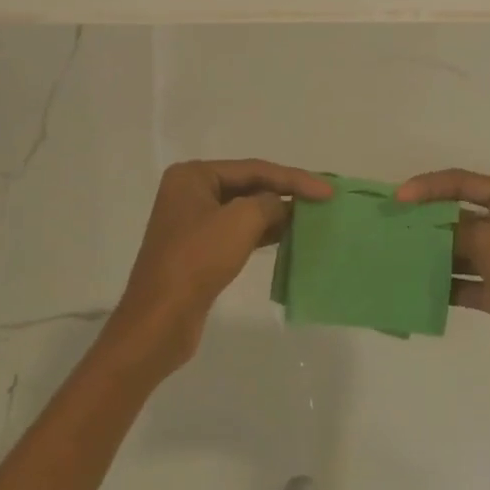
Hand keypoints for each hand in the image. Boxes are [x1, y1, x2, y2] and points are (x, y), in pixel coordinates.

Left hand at [103, 159, 332, 380]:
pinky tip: (290, 237)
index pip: (254, 169)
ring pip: (245, 210)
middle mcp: (191, 193)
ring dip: (278, 214)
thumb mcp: (241, 221)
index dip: (294, 178)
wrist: (160, 320)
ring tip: (313, 218)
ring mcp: (194, 223)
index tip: (328, 190)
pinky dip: (264, 233)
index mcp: (193, 176)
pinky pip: (239, 232)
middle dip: (286, 193)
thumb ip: (269, 203)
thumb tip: (283, 206)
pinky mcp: (200, 251)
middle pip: (249, 186)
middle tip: (323, 199)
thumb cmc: (197, 260)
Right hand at [396, 168, 489, 395]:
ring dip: (432, 254)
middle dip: (426, 222)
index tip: (397, 199)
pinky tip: (416, 289)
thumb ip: (455, 229)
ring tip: (395, 258)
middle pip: (459, 216)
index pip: (463, 182)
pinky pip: (464, 283)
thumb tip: (429, 229)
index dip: (428, 186)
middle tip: (389, 227)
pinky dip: (443, 286)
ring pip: (460, 251)